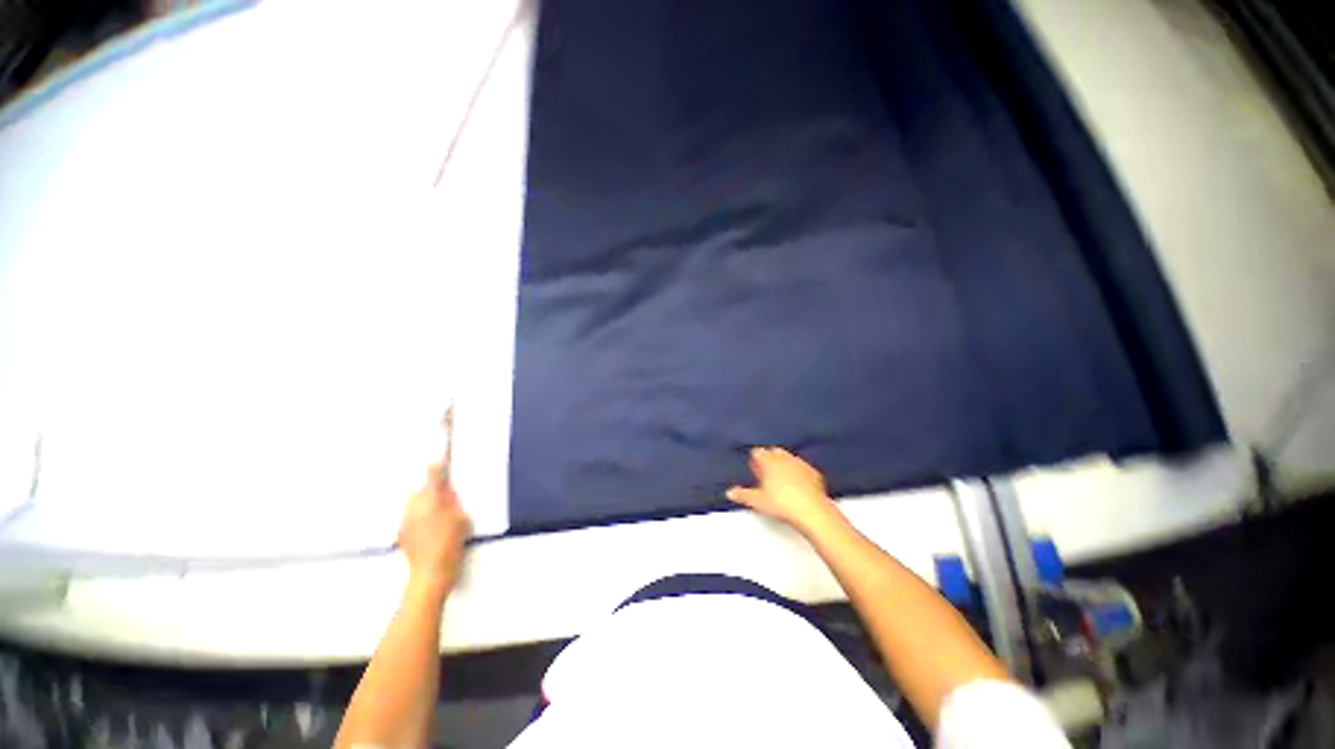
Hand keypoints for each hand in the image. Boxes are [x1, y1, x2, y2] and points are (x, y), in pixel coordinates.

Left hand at [398, 465, 471, 593]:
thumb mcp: (461, 519)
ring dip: (426, 505)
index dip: (437, 466)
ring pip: (416, 505)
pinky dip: (421, 519)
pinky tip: (432, 530)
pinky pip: (412, 519)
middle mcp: (412, 508)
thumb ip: (453, 502)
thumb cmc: (449, 543)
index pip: (433, 476)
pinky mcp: (402, 535)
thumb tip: (447, 492)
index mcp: (429, 500)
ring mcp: (405, 522)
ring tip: (441, 515)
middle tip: (449, 498)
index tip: (438, 459)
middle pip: (422, 491)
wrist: (430, 574)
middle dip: (433, 491)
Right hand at [727, 447, 842, 536]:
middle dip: (769, 459)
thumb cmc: (783, 504)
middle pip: (773, 451)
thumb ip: (742, 494)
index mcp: (769, 461)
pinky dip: (798, 472)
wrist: (811, 511)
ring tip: (780, 479)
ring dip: (783, 463)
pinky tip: (797, 484)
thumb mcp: (757, 501)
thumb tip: (730, 493)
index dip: (754, 459)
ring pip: (788, 457)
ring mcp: (800, 463)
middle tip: (765, 473)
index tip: (754, 468)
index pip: (757, 452)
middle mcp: (784, 458)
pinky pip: (802, 467)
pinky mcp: (813, 472)